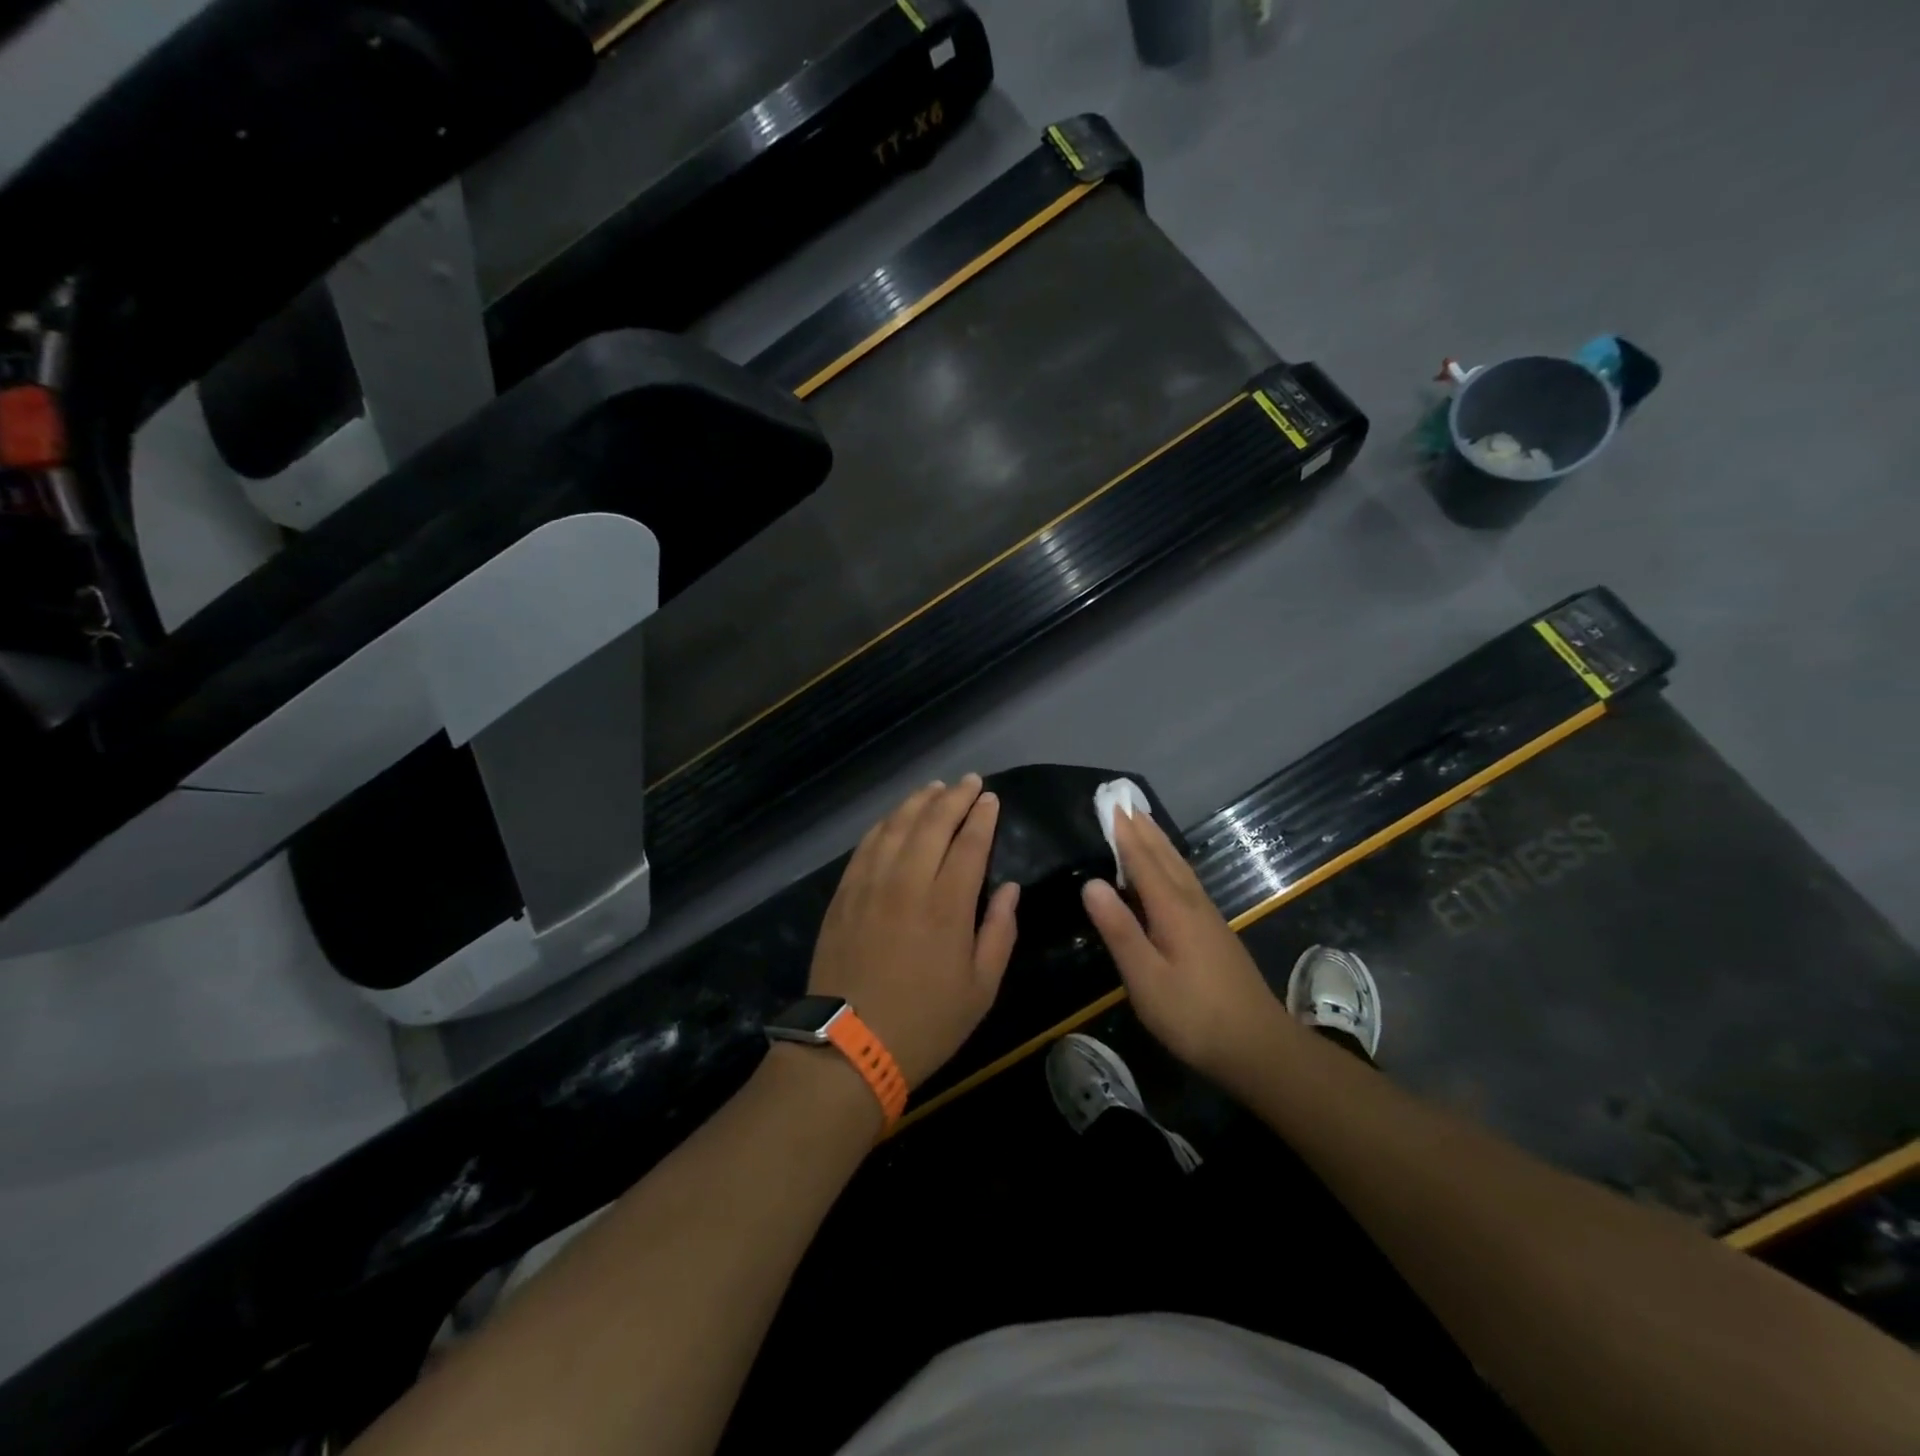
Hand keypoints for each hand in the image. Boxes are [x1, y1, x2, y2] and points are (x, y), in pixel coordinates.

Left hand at [808, 775, 1019, 1087]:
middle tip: (969, 781)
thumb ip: (1000, 932)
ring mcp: (870, 885)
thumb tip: (1011, 888)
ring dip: (918, 802)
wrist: (849, 1047)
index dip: (982, 817)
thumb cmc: (926, 1022)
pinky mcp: (844, 894)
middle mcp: (908, 883)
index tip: (990, 798)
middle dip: (954, 797)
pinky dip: (884, 824)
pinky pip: (866, 845)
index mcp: (948, 906)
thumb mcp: (981, 989)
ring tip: (934, 788)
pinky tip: (894, 817)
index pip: (969, 844)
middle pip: (932, 823)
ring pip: (896, 826)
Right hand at [1081, 806, 1287, 1082]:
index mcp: (1173, 909)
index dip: (1123, 833)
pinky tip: (1169, 870)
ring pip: (1179, 867)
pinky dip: (1171, 863)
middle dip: (1142, 828)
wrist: (1258, 1047)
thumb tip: (1090, 883)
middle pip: (1164, 856)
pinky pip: (1187, 881)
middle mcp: (1192, 903)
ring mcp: (1208, 917)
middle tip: (1123, 801)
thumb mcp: (1146, 978)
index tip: (1108, 804)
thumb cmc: (1194, 1015)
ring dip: (1159, 841)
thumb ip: (1119, 930)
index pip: (1142, 861)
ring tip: (1143, 822)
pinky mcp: (1215, 932)